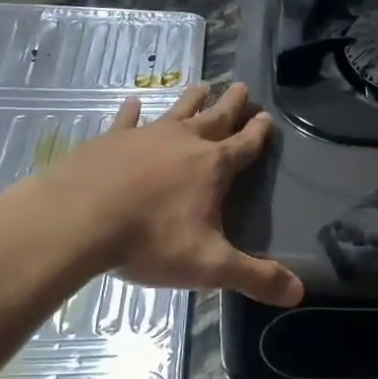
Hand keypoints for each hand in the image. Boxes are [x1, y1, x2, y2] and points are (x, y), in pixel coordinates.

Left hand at [37, 82, 302, 305]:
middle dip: (230, 105)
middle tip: (241, 87)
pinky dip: (132, 112)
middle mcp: (183, 143)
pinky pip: (126, 121)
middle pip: (214, 119)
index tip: (266, 116)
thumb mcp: (209, 265)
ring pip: (176, 112)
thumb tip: (299, 293)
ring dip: (191, 100)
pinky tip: (133, 103)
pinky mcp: (109, 141)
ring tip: (202, 85)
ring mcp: (144, 137)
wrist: (78, 220)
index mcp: (212, 167)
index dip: (257, 133)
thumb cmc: (150, 241)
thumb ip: (255, 277)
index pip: (244, 145)